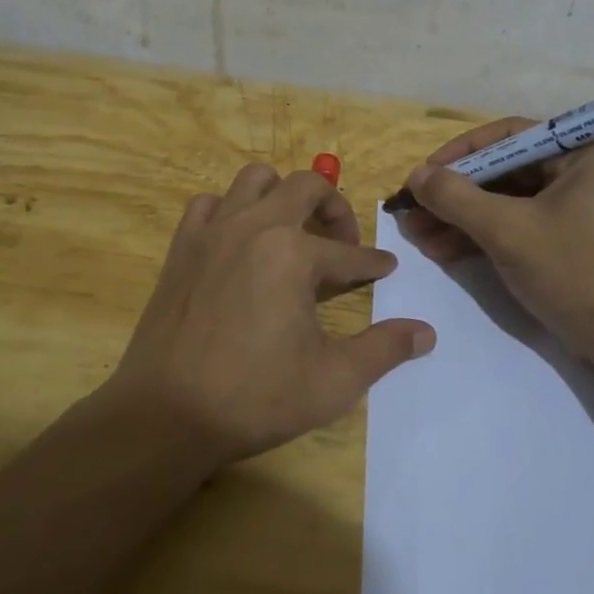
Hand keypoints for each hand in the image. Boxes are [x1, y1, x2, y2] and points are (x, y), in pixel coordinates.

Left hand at [100, 164, 435, 465]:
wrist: (166, 414)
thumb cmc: (255, 397)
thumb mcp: (334, 380)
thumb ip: (384, 349)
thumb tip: (426, 333)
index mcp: (293, 254)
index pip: (349, 252)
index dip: (373, 262)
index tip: (385, 268)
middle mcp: (254, 226)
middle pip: (305, 186)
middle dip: (334, 207)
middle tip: (343, 241)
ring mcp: (212, 232)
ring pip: (253, 180)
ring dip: (281, 195)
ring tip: (293, 230)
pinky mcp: (181, 247)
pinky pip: (208, 204)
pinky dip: (229, 210)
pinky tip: (239, 241)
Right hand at [397, 120, 593, 362]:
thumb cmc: (572, 271)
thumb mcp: (506, 230)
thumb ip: (456, 197)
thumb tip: (415, 175)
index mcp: (584, 154)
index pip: (509, 137)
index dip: (460, 153)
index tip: (424, 174)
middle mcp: (582, 173)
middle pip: (504, 171)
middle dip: (455, 194)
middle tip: (413, 210)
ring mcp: (575, 208)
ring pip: (505, 201)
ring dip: (460, 218)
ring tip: (417, 235)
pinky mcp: (566, 240)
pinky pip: (516, 225)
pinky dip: (480, 236)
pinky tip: (442, 250)